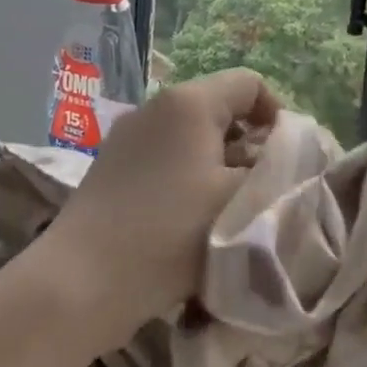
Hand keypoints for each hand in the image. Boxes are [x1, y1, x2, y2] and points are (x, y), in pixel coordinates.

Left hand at [34, 68, 279, 347]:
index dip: (278, 116)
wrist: (81, 282)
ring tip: (226, 211)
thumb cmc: (170, 234)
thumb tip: (285, 158)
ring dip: (218, 166)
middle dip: (248, 146)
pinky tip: (186, 221)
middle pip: (220, 109)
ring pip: (191, 137)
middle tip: (259, 192)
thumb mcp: (239, 201)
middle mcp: (155, 106)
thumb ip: (275, 171)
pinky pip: (164, 157)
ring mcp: (127, 135)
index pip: (250, 84)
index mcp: (189, 102)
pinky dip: (186, 178)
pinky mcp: (110, 165)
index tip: (284, 161)